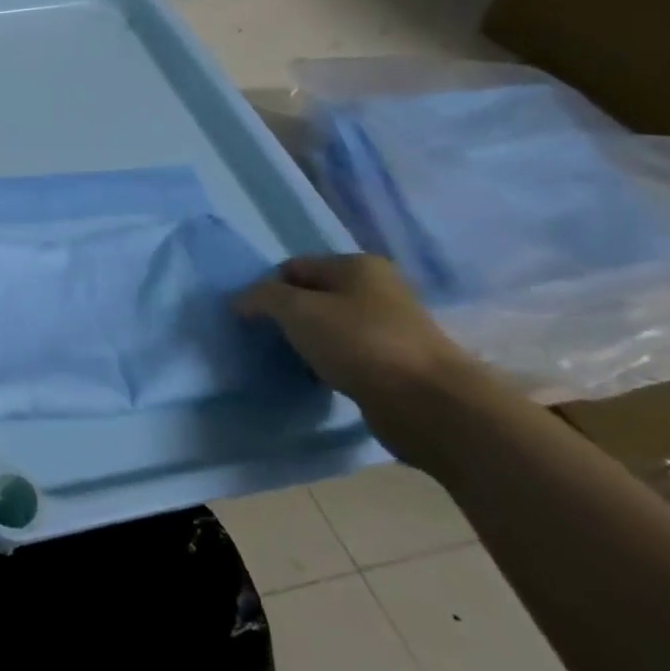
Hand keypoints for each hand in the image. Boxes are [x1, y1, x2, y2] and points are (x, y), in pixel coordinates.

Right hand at [236, 254, 496, 465]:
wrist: (430, 404)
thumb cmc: (360, 344)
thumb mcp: (298, 310)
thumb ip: (262, 297)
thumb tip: (239, 301)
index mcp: (357, 266)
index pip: (293, 267)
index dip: (267, 289)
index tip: (251, 319)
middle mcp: (376, 289)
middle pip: (311, 296)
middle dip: (285, 317)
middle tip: (266, 341)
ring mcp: (388, 327)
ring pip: (328, 328)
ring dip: (305, 343)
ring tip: (288, 362)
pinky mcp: (394, 363)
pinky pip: (345, 355)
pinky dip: (326, 364)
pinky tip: (316, 379)